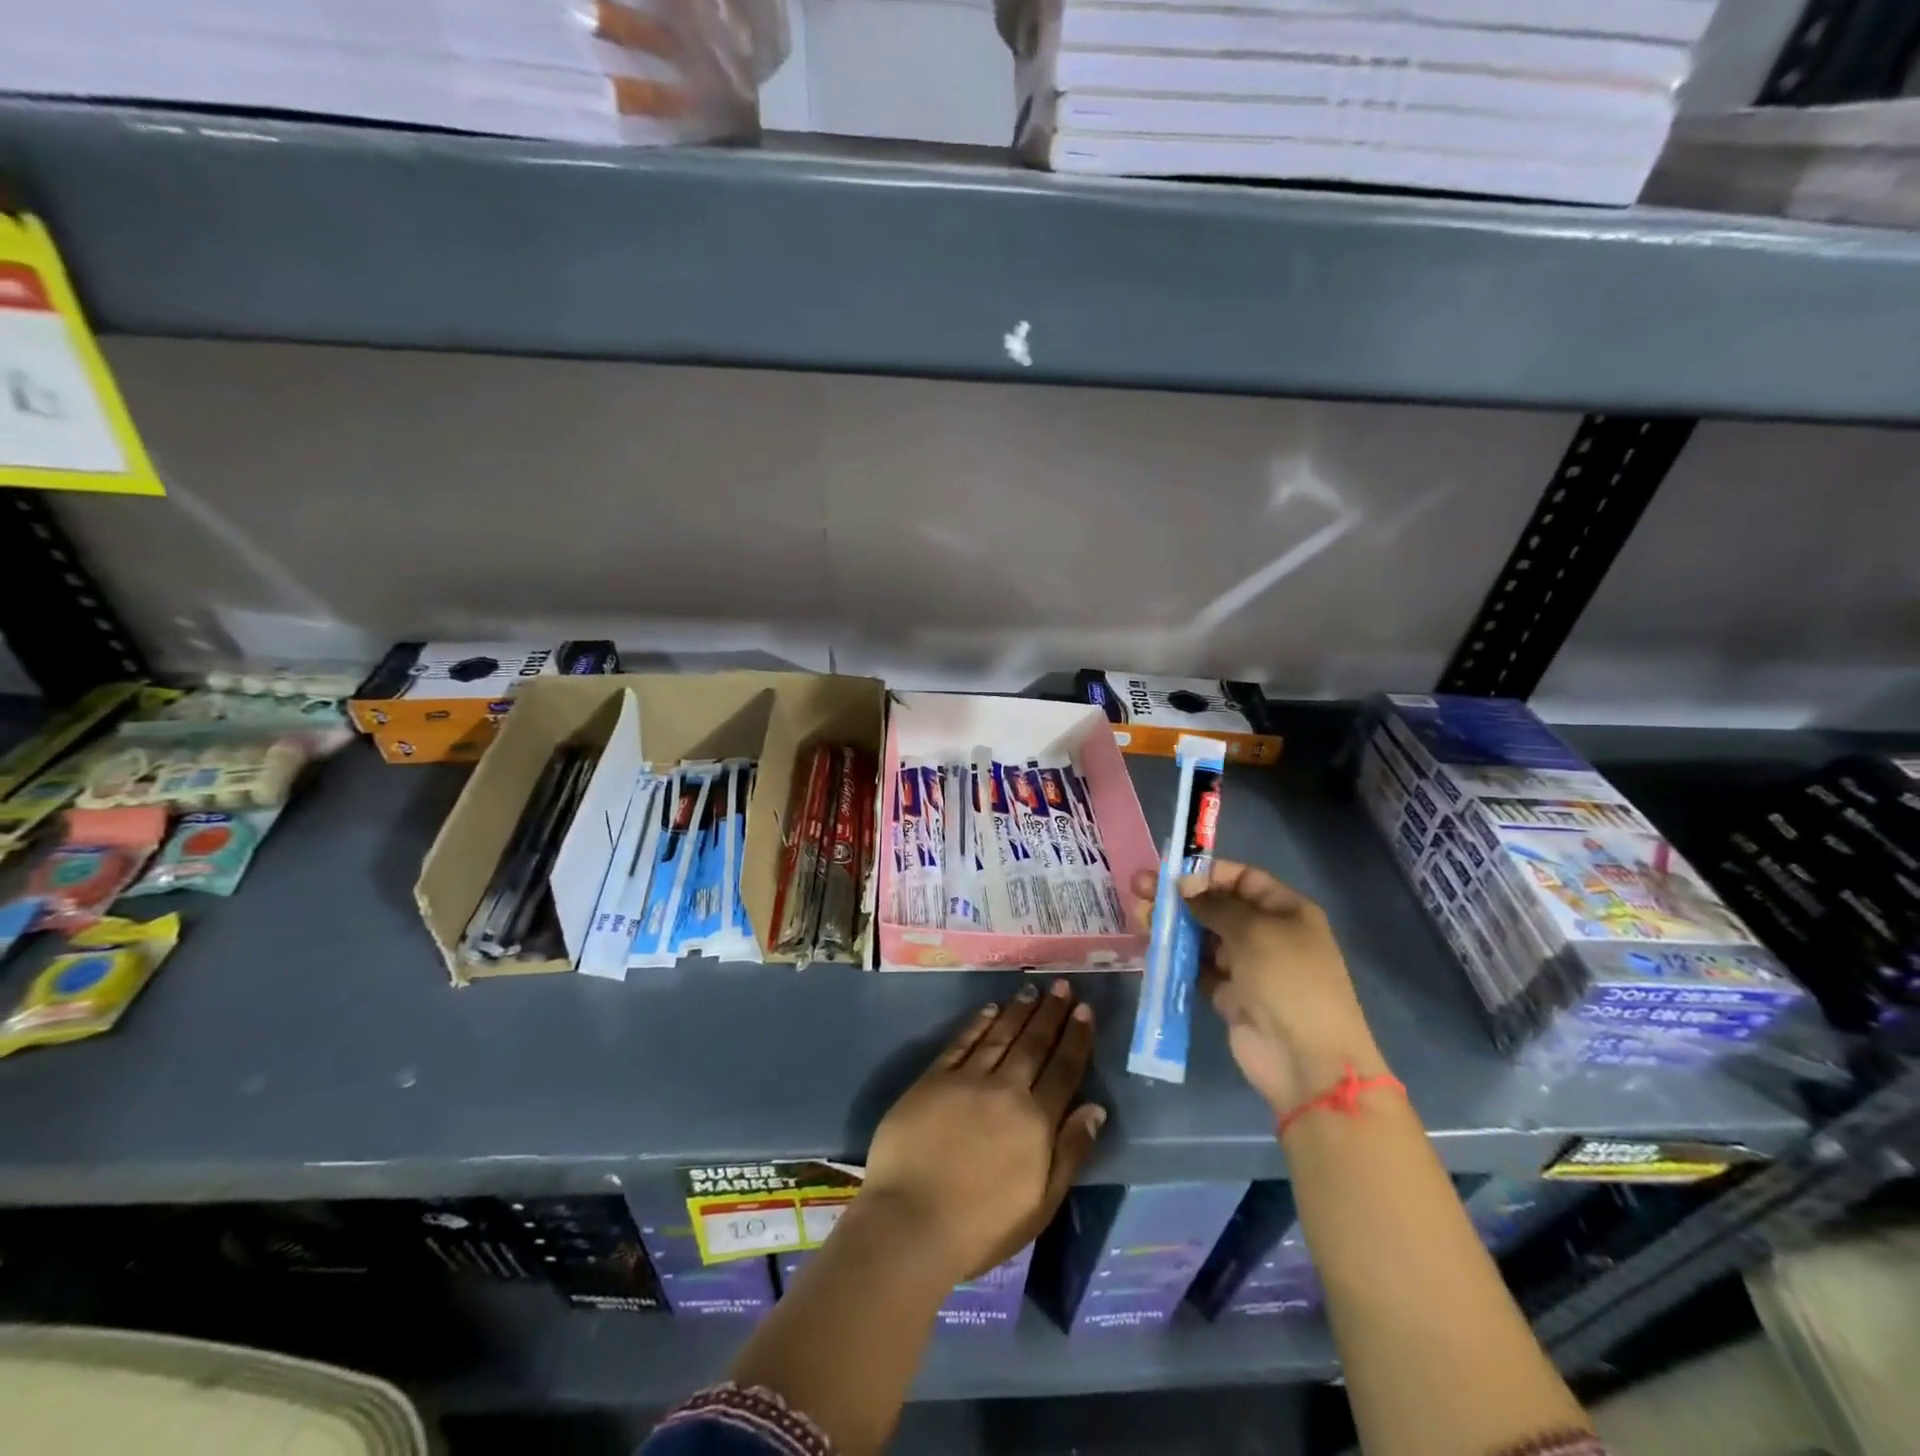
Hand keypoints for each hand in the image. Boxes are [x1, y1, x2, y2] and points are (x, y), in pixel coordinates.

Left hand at [862, 980, 1104, 1284]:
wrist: (911, 1222)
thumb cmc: (982, 1226)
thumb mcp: (1041, 1204)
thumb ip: (1070, 1153)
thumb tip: (1095, 1108)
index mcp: (1035, 1122)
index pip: (1063, 1070)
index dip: (1075, 1038)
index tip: (1084, 1010)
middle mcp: (1005, 1090)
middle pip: (1033, 1044)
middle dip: (1051, 1013)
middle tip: (1062, 985)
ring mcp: (966, 1080)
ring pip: (1000, 1036)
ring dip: (1018, 1011)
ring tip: (1032, 989)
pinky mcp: (933, 1079)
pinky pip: (961, 1042)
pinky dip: (978, 1023)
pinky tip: (990, 1009)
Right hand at [1132, 860, 1387, 1112]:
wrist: (1306, 1061)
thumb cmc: (1288, 981)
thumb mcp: (1254, 931)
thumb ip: (1213, 904)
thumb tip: (1182, 882)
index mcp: (1285, 911)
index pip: (1242, 878)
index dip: (1206, 872)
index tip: (1169, 871)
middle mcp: (1266, 934)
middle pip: (1216, 906)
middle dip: (1180, 897)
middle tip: (1139, 889)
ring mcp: (1247, 966)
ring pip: (1202, 937)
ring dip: (1173, 926)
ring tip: (1140, 918)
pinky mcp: (1228, 995)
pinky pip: (1197, 968)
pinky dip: (1175, 958)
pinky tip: (1150, 947)